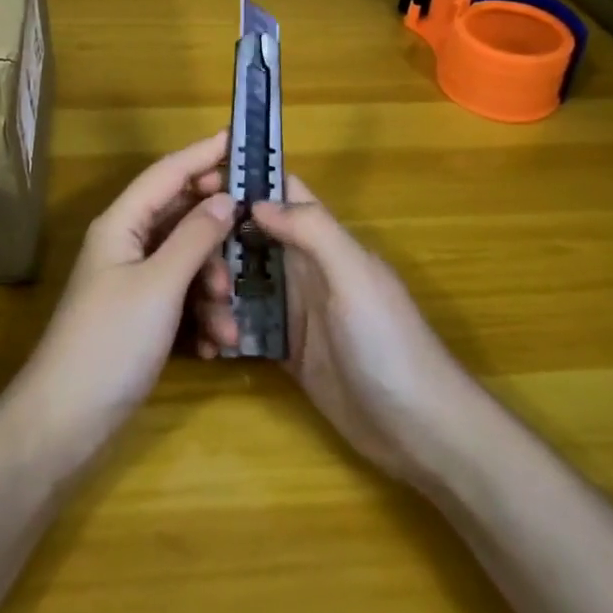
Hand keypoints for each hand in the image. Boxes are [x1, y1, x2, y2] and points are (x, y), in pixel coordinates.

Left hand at [11, 131, 233, 462]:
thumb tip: (225, 198)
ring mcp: (132, 282)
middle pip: (181, 218)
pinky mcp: (140, 316)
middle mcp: (126, 244)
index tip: (239, 139)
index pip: (167, 173)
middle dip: (217, 237)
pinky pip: (180, 299)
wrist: (66, 420)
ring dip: (213, 290)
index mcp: (122, 224)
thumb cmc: (111, 342)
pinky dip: (200, 317)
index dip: (202, 154)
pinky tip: (214, 347)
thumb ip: (195, 238)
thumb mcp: (160, 286)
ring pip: (186, 264)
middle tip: (252, 244)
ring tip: (227, 325)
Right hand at [194, 175, 470, 482]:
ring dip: (218, 293)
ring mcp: (295, 312)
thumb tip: (256, 201)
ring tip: (207, 321)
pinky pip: (245, 327)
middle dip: (218, 246)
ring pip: (242, 283)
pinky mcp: (286, 351)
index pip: (285, 194)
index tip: (198, 183)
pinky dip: (223, 330)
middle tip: (193, 270)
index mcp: (325, 243)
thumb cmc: (389, 343)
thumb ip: (313, 232)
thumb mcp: (355, 277)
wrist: (418, 431)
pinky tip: (207, 345)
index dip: (247, 181)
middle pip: (251, 239)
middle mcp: (306, 270)